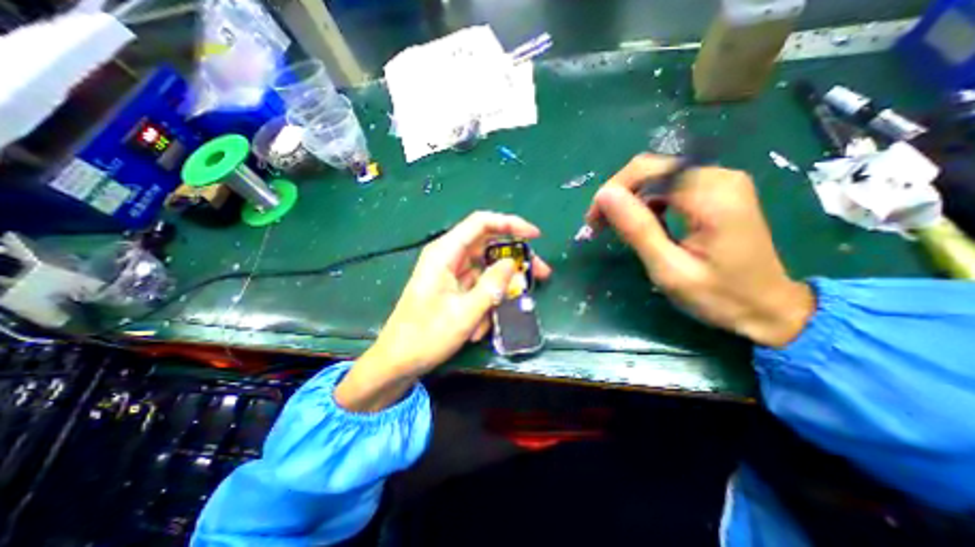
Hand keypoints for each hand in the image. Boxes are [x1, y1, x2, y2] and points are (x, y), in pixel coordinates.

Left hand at [334, 212, 546, 409]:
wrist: (398, 361)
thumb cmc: (426, 336)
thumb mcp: (465, 312)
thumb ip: (492, 285)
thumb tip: (512, 263)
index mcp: (445, 253)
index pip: (481, 224)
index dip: (510, 224)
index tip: (535, 236)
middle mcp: (448, 257)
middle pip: (488, 246)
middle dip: (514, 260)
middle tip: (539, 274)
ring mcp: (451, 273)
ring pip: (486, 269)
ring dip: (500, 289)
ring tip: (506, 311)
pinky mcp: (453, 288)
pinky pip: (478, 286)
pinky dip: (486, 303)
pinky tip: (480, 326)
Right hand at [585, 154, 815, 347]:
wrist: (769, 308)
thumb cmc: (718, 296)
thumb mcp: (669, 269)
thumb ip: (637, 229)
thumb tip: (604, 195)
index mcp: (711, 195)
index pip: (646, 172)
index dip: (613, 192)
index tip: (593, 222)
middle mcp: (718, 176)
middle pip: (651, 168)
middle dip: (618, 193)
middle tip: (599, 225)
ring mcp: (720, 181)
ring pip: (657, 175)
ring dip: (630, 198)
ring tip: (616, 226)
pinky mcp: (717, 190)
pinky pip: (670, 185)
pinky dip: (647, 201)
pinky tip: (643, 222)